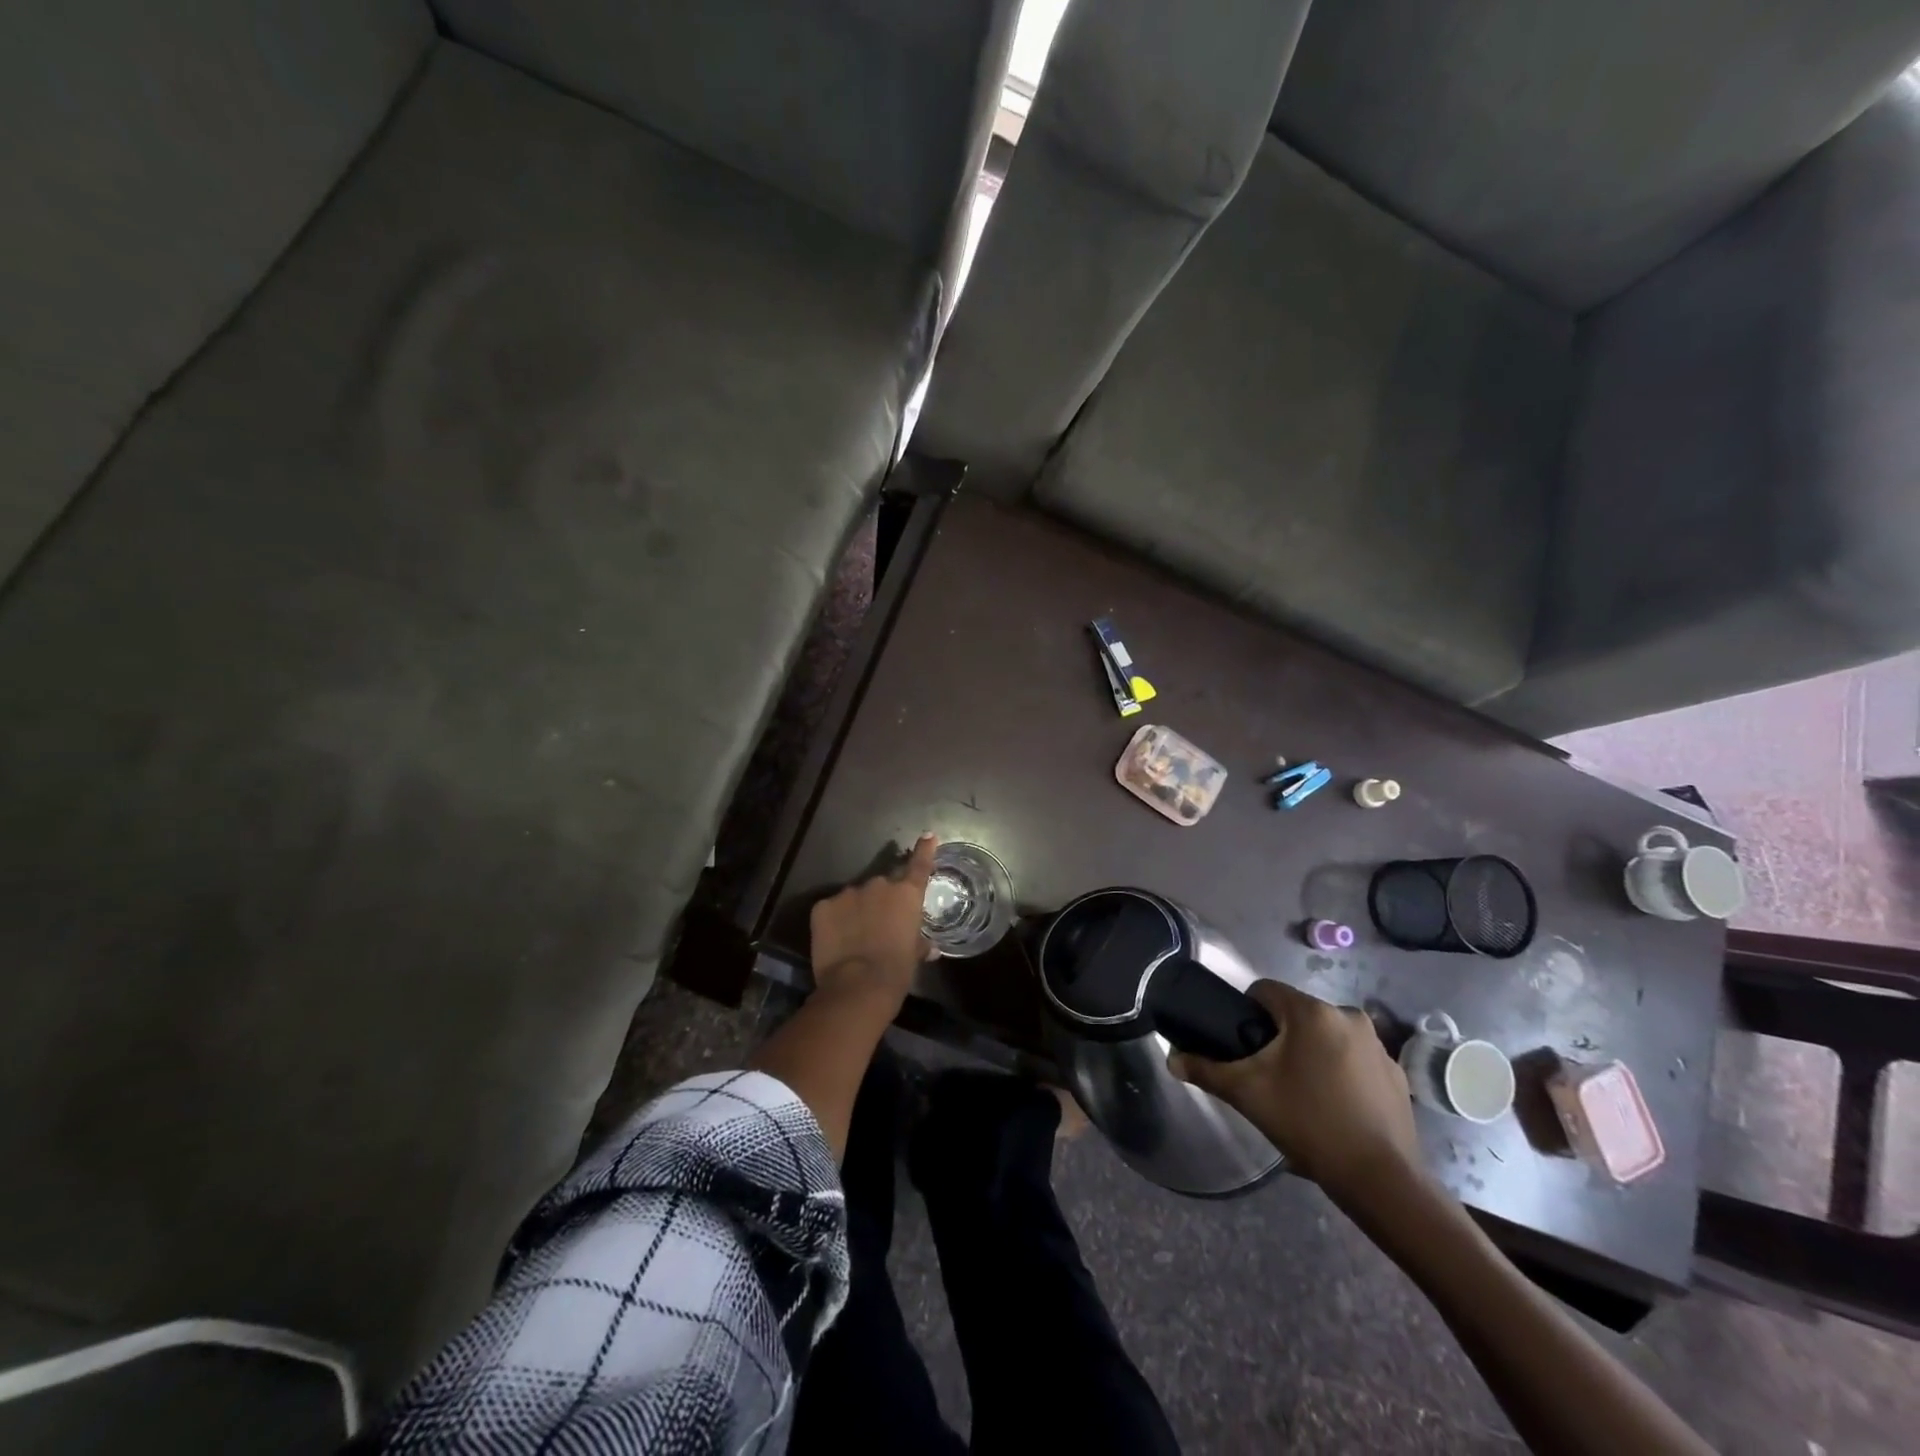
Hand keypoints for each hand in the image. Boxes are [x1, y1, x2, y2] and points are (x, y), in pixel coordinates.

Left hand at [808, 835, 937, 1011]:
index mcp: (906, 895)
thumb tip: (929, 947)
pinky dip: (835, 920)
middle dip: (882, 901)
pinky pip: (832, 909)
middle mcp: (878, 885)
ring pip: (855, 897)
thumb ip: (920, 944)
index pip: (919, 865)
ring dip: (857, 910)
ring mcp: (848, 893)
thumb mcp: (914, 957)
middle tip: (880, 925)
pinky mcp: (823, 906)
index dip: (924, 850)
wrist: (857, 986)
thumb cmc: (896, 972)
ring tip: (855, 936)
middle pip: (882, 886)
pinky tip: (836, 940)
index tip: (927, 836)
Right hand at [1169, 980, 1420, 1210]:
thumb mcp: (1247, 1094)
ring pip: (1328, 1036)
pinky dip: (1342, 1073)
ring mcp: (1379, 1046)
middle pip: (1297, 1014)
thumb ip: (1206, 1070)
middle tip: (1269, 1075)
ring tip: (1302, 1095)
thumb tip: (1171, 1059)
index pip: (1265, 991)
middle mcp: (1348, 1016)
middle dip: (1280, 1037)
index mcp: (1311, 1012)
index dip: (1246, 1012)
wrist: (1380, 1180)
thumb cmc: (1308, 1123)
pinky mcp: (1397, 1074)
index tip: (1243, 1046)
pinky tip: (1335, 1108)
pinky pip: (1356, 1060)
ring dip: (1312, 1053)